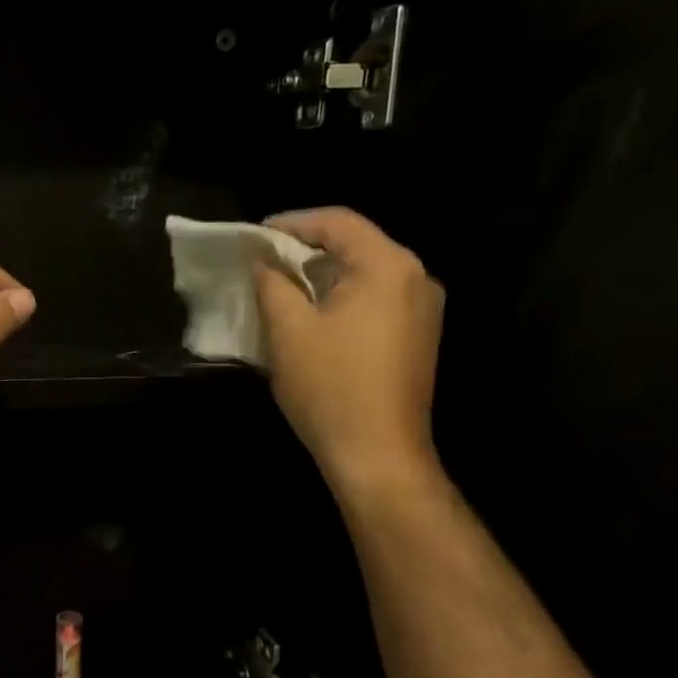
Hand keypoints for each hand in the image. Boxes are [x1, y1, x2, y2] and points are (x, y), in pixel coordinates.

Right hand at [254, 208, 444, 499]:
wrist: (379, 455)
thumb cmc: (331, 387)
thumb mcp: (288, 330)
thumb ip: (272, 284)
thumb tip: (263, 261)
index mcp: (388, 267)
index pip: (338, 222)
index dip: (291, 223)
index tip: (254, 235)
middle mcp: (416, 279)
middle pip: (355, 245)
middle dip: (305, 248)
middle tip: (262, 260)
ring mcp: (423, 310)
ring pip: (364, 274)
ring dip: (321, 275)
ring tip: (279, 286)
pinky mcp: (418, 337)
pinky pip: (375, 299)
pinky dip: (340, 297)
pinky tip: (310, 315)